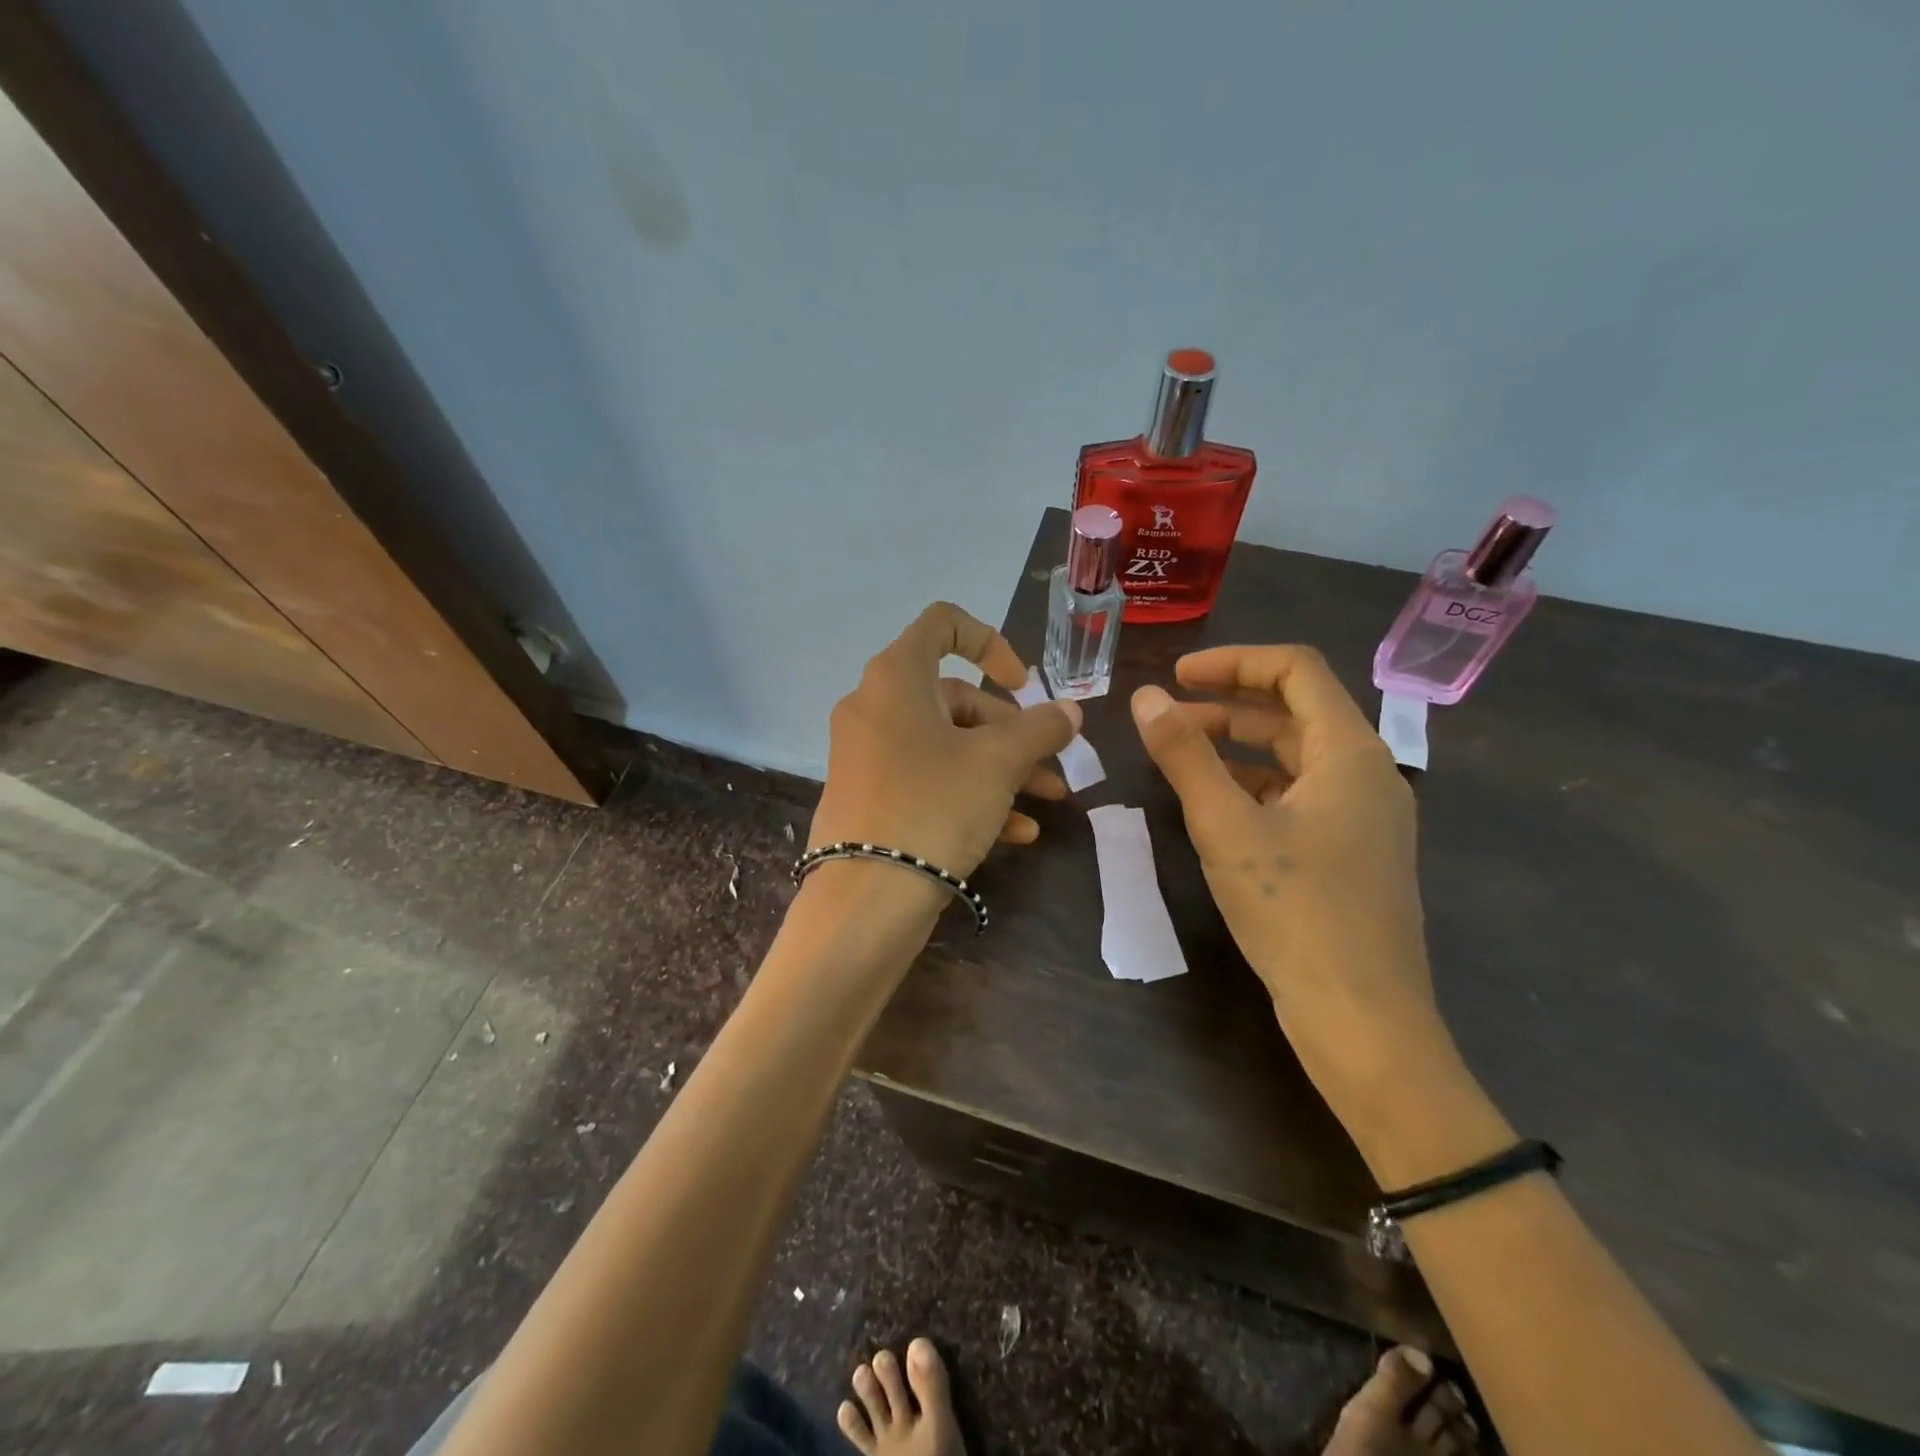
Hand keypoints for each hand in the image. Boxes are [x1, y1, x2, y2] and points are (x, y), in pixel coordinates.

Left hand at [810, 603, 1081, 879]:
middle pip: (955, 698)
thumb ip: (1040, 728)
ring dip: (1000, 768)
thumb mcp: (999, 762)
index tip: (1022, 684)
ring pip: (946, 745)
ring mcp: (868, 755)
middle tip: (1050, 763)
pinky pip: (927, 780)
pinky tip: (1015, 834)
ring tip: (1047, 801)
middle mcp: (874, 707)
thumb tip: (1070, 711)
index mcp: (896, 678)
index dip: (991, 643)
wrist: (865, 897)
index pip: (942, 624)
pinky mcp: (869, 797)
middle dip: (1011, 730)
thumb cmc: (934, 805)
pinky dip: (970, 795)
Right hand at [1130, 646, 1455, 1127]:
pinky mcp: (1351, 853)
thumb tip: (1144, 697)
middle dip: (1227, 705)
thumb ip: (1184, 755)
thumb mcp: (1225, 826)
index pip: (1295, 670)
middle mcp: (1366, 774)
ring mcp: (1363, 817)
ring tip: (1179, 757)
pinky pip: (1299, 796)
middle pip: (1294, 711)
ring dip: (1237, 746)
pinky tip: (1214, 807)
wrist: (1362, 1019)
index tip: (1176, 675)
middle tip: (1166, 717)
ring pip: (1294, 757)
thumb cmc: (1295, 910)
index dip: (1233, 661)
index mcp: (1349, 752)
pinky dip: (1253, 786)